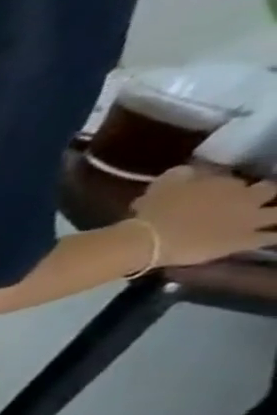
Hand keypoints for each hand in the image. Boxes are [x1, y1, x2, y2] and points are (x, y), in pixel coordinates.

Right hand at [135, 166, 276, 267]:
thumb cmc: (152, 211)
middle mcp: (246, 198)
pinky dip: (272, 236)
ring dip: (274, 213)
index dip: (225, 186)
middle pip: (268, 190)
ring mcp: (249, 220)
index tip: (212, 192)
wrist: (150, 240)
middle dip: (262, 191)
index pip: (234, 180)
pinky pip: (270, 238)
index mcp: (226, 182)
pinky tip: (270, 237)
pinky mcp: (244, 241)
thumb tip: (191, 173)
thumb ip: (183, 175)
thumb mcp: (163, 184)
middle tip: (250, 198)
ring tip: (269, 217)